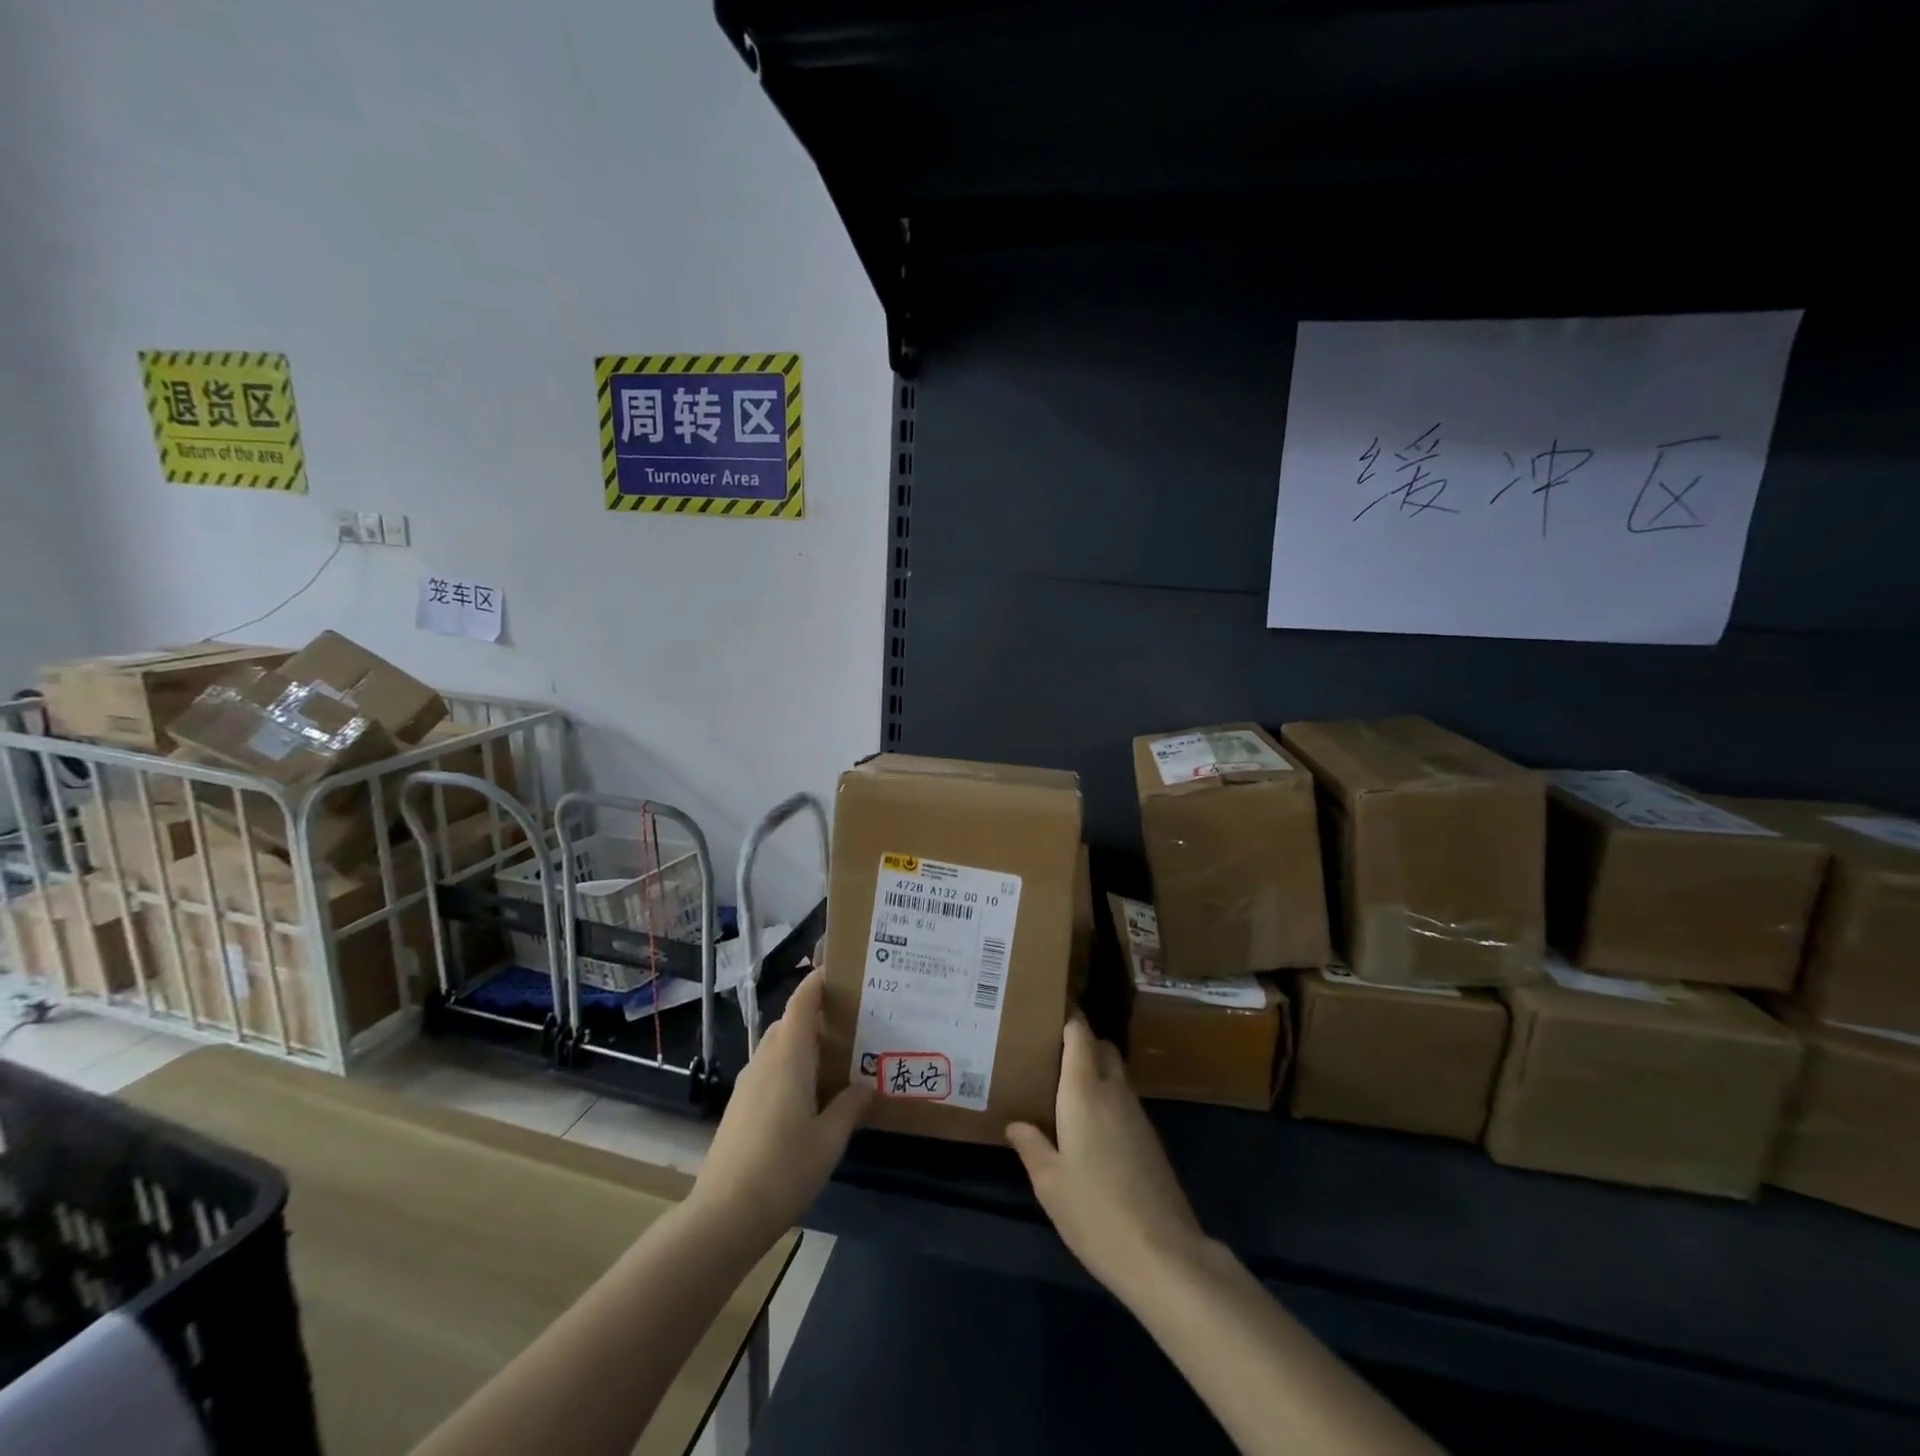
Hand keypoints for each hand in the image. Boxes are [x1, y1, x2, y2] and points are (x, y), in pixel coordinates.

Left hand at [689, 968, 872, 1247]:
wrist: (724, 1216)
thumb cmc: (784, 1169)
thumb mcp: (830, 1139)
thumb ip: (850, 1107)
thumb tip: (866, 1085)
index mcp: (788, 1056)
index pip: (801, 1002)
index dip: (817, 981)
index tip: (839, 969)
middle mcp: (765, 1060)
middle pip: (790, 1022)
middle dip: (816, 1014)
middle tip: (852, 1021)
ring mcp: (748, 1084)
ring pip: (778, 1047)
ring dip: (803, 1043)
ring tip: (836, 1057)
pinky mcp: (739, 1107)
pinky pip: (769, 1070)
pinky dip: (790, 1067)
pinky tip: (809, 1095)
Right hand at [1007, 1015, 1205, 1299]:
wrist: (1164, 1255)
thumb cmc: (1096, 1213)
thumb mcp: (1050, 1184)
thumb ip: (1031, 1146)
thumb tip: (1016, 1123)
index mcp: (1084, 1092)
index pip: (1080, 1034)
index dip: (1067, 1017)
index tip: (1046, 1012)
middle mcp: (1114, 1092)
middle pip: (1102, 1048)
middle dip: (1080, 1043)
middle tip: (1049, 1057)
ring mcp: (1137, 1115)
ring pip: (1115, 1074)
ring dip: (1094, 1073)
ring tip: (1062, 1092)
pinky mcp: (1150, 1139)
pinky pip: (1124, 1101)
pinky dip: (1106, 1099)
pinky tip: (1087, 1129)